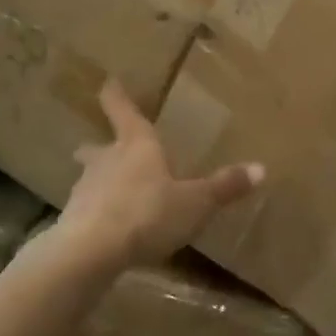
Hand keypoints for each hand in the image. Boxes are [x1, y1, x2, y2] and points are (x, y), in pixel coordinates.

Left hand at [58, 79, 263, 269]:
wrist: (90, 253)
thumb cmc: (148, 213)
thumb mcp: (196, 202)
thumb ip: (225, 187)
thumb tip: (262, 168)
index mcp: (137, 145)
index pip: (123, 110)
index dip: (116, 95)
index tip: (108, 82)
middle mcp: (107, 160)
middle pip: (99, 146)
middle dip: (101, 145)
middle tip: (99, 144)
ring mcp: (85, 190)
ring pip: (91, 177)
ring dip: (98, 180)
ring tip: (108, 189)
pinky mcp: (73, 220)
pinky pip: (87, 210)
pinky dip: (96, 212)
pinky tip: (106, 227)